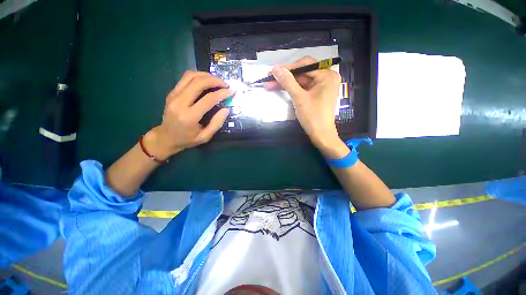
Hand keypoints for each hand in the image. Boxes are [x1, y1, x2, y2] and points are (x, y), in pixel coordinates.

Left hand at [144, 71, 232, 159]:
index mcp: (189, 117)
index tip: (231, 92)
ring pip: (191, 76)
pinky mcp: (172, 92)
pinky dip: (198, 76)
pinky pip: (185, 78)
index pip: (208, 99)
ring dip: (207, 75)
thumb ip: (217, 123)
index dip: (222, 93)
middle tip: (226, 84)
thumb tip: (226, 109)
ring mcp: (174, 95)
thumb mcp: (205, 137)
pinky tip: (206, 80)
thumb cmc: (187, 139)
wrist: (166, 137)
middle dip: (215, 80)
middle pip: (198, 83)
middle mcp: (179, 103)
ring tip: (217, 81)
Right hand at [264, 56, 348, 158]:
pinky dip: (292, 89)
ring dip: (286, 83)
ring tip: (270, 84)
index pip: (306, 65)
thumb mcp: (299, 98)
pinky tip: (280, 88)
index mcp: (327, 75)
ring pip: (300, 81)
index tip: (274, 71)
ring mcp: (321, 86)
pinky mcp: (316, 94)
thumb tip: (275, 68)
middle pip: (302, 73)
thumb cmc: (313, 117)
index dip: (288, 67)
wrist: (320, 135)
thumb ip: (288, 82)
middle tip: (269, 78)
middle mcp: (326, 78)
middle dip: (285, 77)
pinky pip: (302, 88)